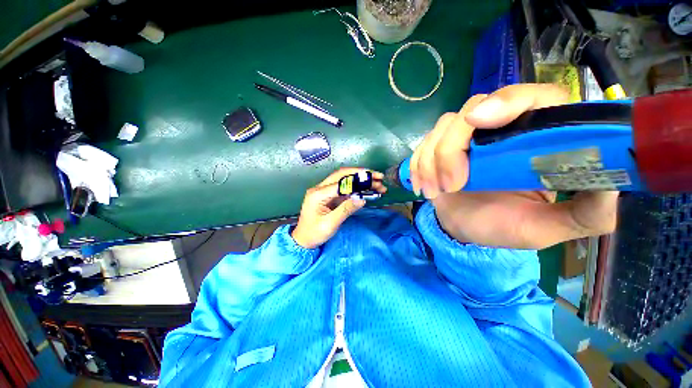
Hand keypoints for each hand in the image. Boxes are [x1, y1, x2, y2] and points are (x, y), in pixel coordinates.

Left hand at [292, 168, 386, 248]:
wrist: (303, 240)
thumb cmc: (314, 233)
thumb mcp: (330, 224)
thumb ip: (346, 210)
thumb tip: (362, 199)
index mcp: (318, 194)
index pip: (340, 182)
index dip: (358, 180)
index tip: (373, 180)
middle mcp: (321, 188)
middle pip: (343, 175)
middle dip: (361, 174)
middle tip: (379, 177)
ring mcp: (325, 191)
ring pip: (345, 180)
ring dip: (361, 180)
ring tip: (378, 184)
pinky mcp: (330, 196)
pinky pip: (345, 188)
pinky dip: (357, 188)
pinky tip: (368, 190)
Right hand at [410, 84, 617, 248]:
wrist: (464, 228)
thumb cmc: (504, 226)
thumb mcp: (549, 228)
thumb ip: (587, 214)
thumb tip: (614, 186)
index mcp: (535, 139)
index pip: (531, 96)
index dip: (507, 100)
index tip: (481, 122)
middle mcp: (498, 130)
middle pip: (473, 108)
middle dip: (453, 147)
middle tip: (452, 184)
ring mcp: (463, 138)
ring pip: (442, 126)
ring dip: (432, 160)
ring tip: (436, 191)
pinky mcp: (437, 149)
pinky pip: (422, 145)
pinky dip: (418, 165)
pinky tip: (421, 185)